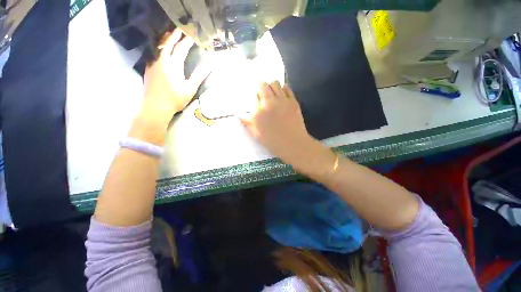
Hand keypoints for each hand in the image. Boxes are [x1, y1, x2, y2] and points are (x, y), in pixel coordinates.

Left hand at [140, 29, 210, 126]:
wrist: (155, 106)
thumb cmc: (175, 99)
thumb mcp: (190, 89)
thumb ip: (199, 76)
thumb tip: (210, 65)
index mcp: (173, 65)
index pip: (181, 49)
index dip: (187, 41)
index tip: (192, 35)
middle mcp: (162, 60)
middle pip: (168, 43)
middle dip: (174, 35)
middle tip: (180, 28)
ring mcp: (153, 63)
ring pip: (158, 46)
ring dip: (165, 38)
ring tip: (169, 33)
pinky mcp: (148, 68)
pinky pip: (152, 52)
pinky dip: (157, 46)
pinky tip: (158, 48)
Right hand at [239, 81, 317, 169]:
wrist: (292, 143)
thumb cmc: (272, 141)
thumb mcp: (255, 133)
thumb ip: (246, 122)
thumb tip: (239, 114)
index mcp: (259, 111)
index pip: (254, 95)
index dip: (255, 95)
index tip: (257, 98)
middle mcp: (270, 102)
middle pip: (263, 84)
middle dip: (261, 87)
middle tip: (263, 94)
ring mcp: (283, 100)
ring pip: (275, 83)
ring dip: (271, 86)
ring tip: (273, 94)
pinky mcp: (293, 101)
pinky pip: (286, 88)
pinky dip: (283, 89)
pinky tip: (282, 96)